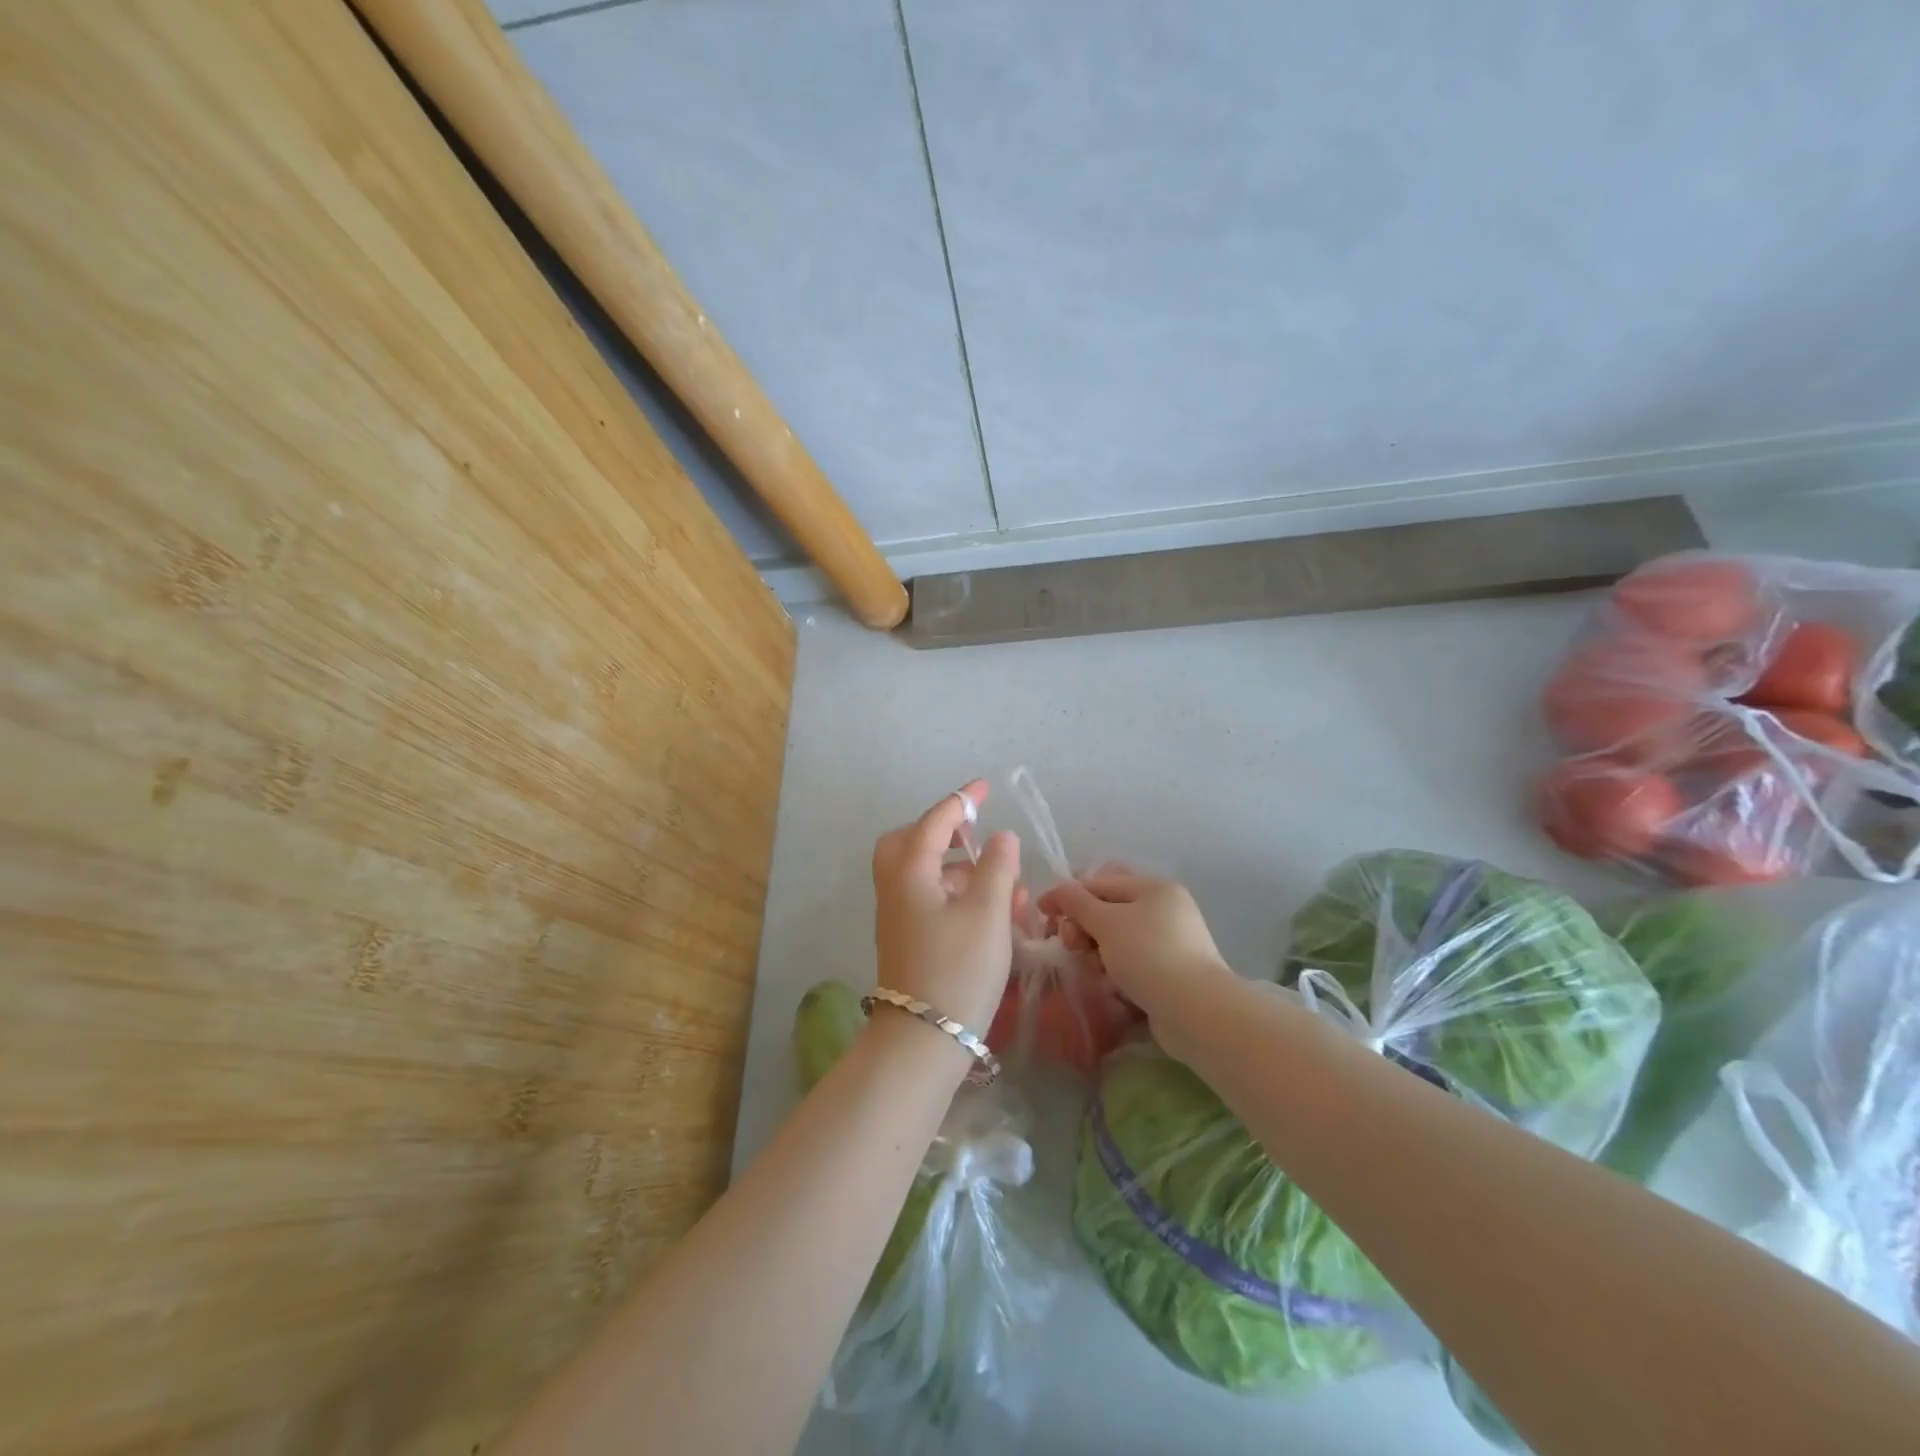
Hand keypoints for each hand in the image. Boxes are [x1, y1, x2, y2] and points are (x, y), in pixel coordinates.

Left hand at [871, 780, 1020, 1038]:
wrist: (922, 1041)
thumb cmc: (957, 969)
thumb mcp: (987, 913)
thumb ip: (997, 868)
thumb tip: (1001, 838)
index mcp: (910, 872)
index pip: (935, 821)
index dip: (962, 801)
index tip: (985, 787)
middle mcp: (896, 889)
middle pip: (909, 844)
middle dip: (942, 833)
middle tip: (974, 837)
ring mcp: (898, 917)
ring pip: (924, 875)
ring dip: (961, 871)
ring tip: (1007, 888)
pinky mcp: (907, 942)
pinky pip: (930, 902)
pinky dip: (958, 897)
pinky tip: (994, 915)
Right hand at [1039, 872, 1230, 1029]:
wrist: (1195, 1010)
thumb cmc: (1147, 954)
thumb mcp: (1106, 922)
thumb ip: (1076, 902)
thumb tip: (1058, 891)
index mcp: (1153, 888)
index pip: (1100, 883)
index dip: (1068, 896)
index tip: (1042, 914)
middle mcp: (1165, 910)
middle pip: (1108, 912)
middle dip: (1083, 928)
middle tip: (1072, 947)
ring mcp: (1170, 943)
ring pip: (1117, 941)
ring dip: (1097, 954)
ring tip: (1094, 971)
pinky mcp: (1170, 974)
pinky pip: (1132, 964)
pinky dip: (1116, 972)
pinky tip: (1110, 987)